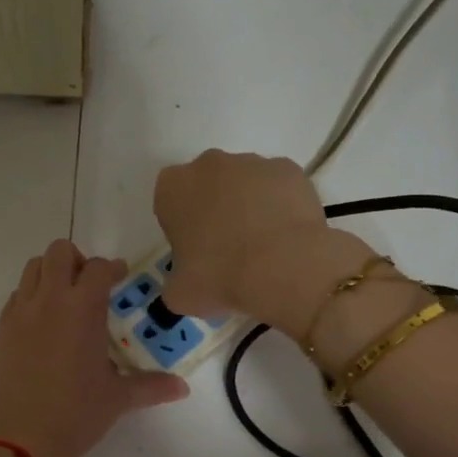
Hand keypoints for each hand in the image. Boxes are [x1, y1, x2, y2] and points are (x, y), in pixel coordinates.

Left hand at [0, 239, 188, 456]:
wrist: (20, 439)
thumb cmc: (76, 414)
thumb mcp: (118, 398)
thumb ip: (152, 386)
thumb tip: (182, 388)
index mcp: (82, 308)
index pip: (98, 268)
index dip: (112, 268)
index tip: (120, 276)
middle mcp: (49, 300)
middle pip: (58, 252)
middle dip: (77, 260)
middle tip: (89, 285)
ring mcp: (20, 313)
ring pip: (32, 269)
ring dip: (50, 274)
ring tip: (64, 301)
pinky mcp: (1, 331)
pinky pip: (16, 297)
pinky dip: (31, 298)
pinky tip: (42, 326)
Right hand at [155, 150, 374, 333]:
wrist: (284, 267)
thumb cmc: (220, 277)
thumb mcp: (179, 294)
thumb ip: (175, 280)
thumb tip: (187, 281)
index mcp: (173, 187)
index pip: (169, 203)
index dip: (181, 227)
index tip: (194, 252)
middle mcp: (209, 164)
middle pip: (206, 185)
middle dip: (213, 209)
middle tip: (226, 248)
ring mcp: (252, 162)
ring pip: (243, 183)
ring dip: (247, 205)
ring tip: (262, 245)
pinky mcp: (288, 169)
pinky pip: (278, 187)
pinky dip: (279, 205)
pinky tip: (285, 235)